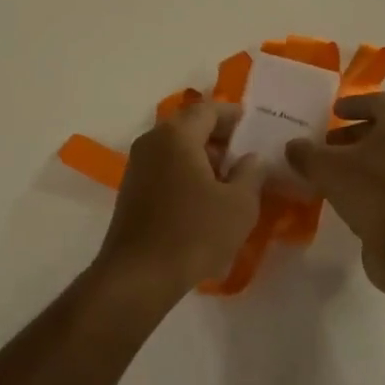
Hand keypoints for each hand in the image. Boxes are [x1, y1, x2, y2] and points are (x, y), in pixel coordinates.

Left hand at [95, 101, 265, 303]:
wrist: (139, 275)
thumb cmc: (194, 233)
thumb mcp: (239, 205)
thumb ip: (252, 173)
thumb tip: (252, 157)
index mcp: (177, 135)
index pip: (207, 109)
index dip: (232, 114)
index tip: (252, 123)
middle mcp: (152, 141)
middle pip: (189, 125)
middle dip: (218, 135)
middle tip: (245, 150)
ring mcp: (137, 164)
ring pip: (175, 147)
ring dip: (202, 155)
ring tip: (229, 176)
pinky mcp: (131, 188)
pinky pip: (164, 166)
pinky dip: (186, 170)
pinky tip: (204, 196)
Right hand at [286, 92, 384, 290]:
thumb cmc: (373, 191)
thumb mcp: (326, 167)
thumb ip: (306, 153)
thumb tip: (293, 147)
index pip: (377, 101)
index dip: (352, 104)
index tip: (332, 111)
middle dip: (354, 134)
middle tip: (327, 143)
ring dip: (363, 160)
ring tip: (333, 171)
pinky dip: (374, 182)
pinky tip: (348, 196)